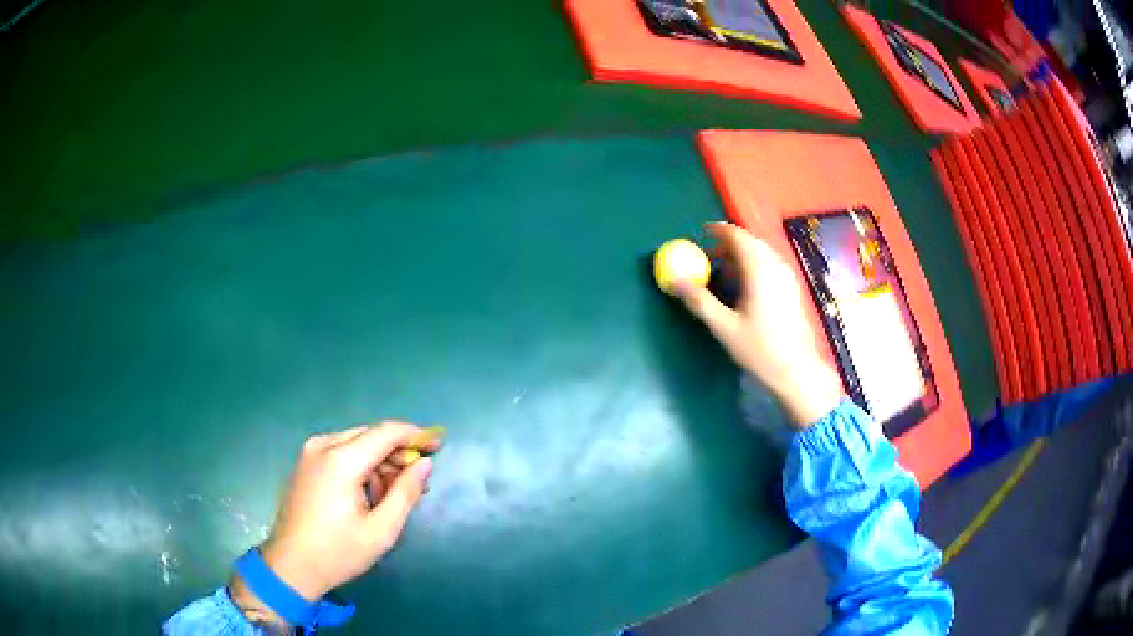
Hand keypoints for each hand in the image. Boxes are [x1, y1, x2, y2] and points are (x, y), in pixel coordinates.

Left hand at [229, 422, 437, 624]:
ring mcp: (310, 453)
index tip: (438, 444)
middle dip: (397, 453)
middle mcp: (322, 446)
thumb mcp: (381, 530)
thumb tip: (425, 464)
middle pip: (370, 436)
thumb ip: (406, 493)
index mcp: (340, 461)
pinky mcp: (305, 464)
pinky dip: (361, 466)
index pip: (385, 433)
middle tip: (418, 479)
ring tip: (393, 495)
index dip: (414, 435)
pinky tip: (369, 494)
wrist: (290, 565)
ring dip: (379, 462)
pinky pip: (340, 453)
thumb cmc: (338, 552)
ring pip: (355, 444)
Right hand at [674, 222, 843, 426]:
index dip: (719, 230)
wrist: (797, 370)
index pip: (738, 236)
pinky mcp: (792, 289)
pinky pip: (770, 265)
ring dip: (741, 255)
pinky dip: (753, 265)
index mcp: (759, 270)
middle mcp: (776, 266)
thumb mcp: (724, 327)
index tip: (702, 232)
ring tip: (723, 272)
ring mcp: (787, 277)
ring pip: (762, 253)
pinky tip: (744, 287)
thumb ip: (699, 301)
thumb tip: (674, 281)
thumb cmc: (760, 349)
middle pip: (751, 242)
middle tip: (709, 255)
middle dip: (728, 244)